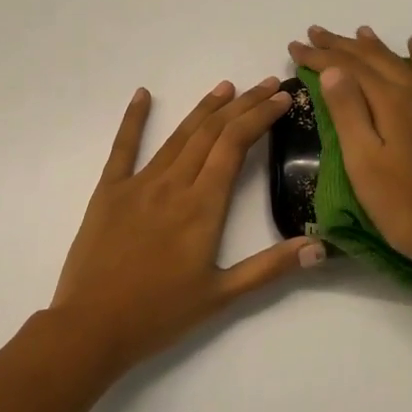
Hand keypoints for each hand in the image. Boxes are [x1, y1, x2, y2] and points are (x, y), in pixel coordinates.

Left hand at [51, 78, 325, 372]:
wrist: (91, 327)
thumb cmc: (160, 314)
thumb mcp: (222, 296)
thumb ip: (270, 268)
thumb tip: (320, 246)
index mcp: (202, 206)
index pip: (235, 145)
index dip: (259, 117)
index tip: (281, 98)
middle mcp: (173, 184)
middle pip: (212, 132)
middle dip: (242, 105)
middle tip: (266, 84)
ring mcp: (138, 183)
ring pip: (178, 135)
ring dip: (205, 108)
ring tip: (226, 86)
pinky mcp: (109, 191)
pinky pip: (123, 147)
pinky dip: (134, 118)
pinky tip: (143, 94)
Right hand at [287, 25, 411, 278]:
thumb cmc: (402, 204)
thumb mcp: (363, 161)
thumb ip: (348, 111)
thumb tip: (334, 68)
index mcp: (390, 102)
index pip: (347, 68)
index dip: (319, 56)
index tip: (294, 46)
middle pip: (374, 59)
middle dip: (341, 45)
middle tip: (314, 33)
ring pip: (402, 63)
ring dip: (376, 47)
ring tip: (358, 32)